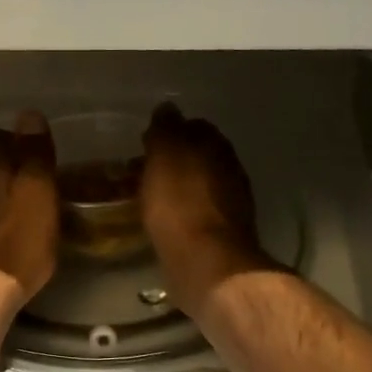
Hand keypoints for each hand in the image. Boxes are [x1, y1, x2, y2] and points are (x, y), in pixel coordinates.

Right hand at [140, 103, 271, 315]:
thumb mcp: (165, 157)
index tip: (145, 144)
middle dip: (173, 161)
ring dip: (176, 187)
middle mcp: (230, 170)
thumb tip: (168, 108)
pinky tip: (165, 220)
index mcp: (216, 146)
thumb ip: (166, 129)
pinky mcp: (224, 234)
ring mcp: (231, 203)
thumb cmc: (180, 204)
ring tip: (148, 197)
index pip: (194, 126)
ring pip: (198, 184)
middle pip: (198, 156)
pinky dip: (182, 210)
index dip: (169, 132)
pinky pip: (198, 211)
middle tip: (141, 171)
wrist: (206, 263)